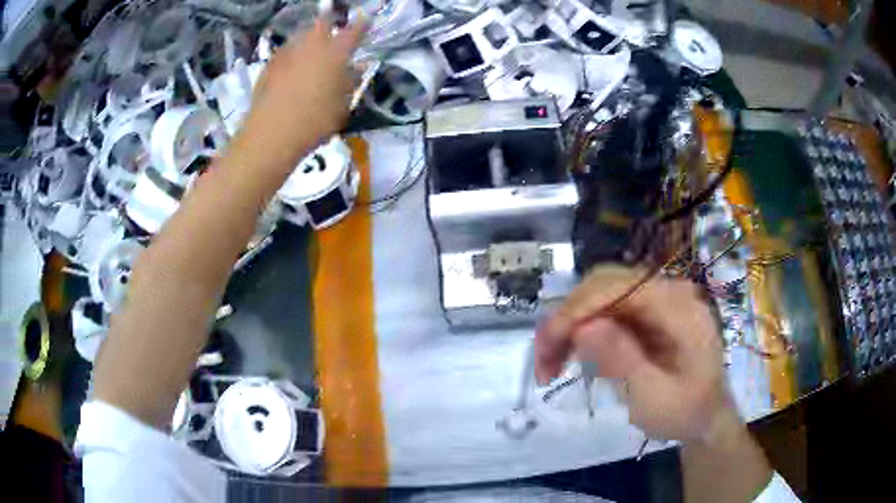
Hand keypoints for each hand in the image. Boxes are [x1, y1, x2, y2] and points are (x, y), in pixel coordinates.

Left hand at [238, 19, 366, 168]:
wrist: (271, 135)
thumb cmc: (315, 121)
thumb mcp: (342, 106)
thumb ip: (350, 83)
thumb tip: (356, 68)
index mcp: (335, 53)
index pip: (354, 31)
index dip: (362, 25)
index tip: (366, 20)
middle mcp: (311, 46)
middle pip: (322, 24)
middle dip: (329, 26)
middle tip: (332, 36)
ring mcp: (287, 53)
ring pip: (301, 37)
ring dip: (308, 41)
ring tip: (311, 53)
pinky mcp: (268, 66)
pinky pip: (285, 53)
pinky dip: (291, 57)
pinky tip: (291, 70)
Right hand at [535, 266, 733, 443]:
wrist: (706, 417)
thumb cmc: (685, 412)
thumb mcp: (654, 397)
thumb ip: (623, 360)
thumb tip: (583, 326)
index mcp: (678, 307)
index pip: (617, 288)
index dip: (576, 312)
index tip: (546, 348)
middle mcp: (667, 291)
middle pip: (603, 284)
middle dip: (566, 318)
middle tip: (544, 360)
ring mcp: (657, 299)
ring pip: (599, 294)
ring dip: (570, 325)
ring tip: (551, 364)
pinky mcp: (648, 312)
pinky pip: (607, 310)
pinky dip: (583, 331)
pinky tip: (574, 356)